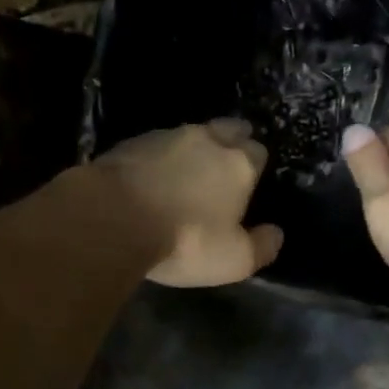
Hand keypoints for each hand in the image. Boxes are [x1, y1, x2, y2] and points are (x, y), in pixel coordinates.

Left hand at [95, 119, 284, 286]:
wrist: (113, 217)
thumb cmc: (185, 240)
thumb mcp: (234, 259)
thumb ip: (262, 246)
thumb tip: (276, 234)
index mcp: (238, 164)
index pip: (258, 152)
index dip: (256, 165)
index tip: (251, 181)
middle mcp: (206, 139)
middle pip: (227, 129)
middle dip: (231, 140)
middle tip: (225, 163)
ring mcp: (165, 136)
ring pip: (189, 134)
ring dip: (192, 148)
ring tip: (186, 171)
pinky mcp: (130, 143)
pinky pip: (154, 146)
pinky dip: (158, 158)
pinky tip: (150, 177)